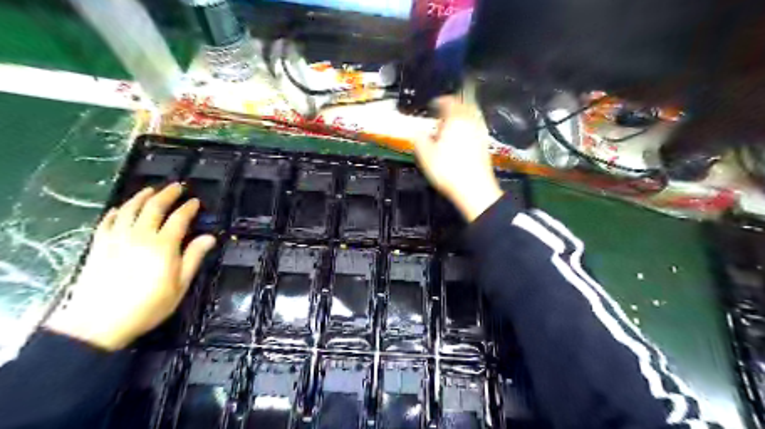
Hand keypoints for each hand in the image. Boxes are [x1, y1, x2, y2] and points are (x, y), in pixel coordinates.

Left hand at [45, 183, 214, 350]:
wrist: (98, 322)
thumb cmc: (148, 306)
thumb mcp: (179, 285)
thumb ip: (193, 258)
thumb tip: (209, 237)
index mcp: (163, 246)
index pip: (179, 219)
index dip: (189, 208)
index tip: (196, 201)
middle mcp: (140, 236)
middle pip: (154, 207)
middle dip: (167, 194)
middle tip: (177, 186)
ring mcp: (116, 239)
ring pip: (130, 209)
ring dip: (142, 196)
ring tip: (151, 190)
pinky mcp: (99, 245)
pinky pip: (108, 221)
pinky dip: (116, 211)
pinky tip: (121, 208)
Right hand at [413, 96, 502, 220]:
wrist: (474, 188)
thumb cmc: (448, 170)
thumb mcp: (425, 156)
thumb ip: (419, 140)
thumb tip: (417, 133)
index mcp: (455, 120)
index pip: (448, 101)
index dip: (440, 100)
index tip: (433, 104)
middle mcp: (470, 121)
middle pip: (465, 103)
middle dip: (455, 102)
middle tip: (446, 106)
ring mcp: (480, 132)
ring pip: (473, 114)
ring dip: (464, 112)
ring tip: (455, 118)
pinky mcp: (485, 143)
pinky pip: (477, 125)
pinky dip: (470, 124)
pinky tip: (464, 133)